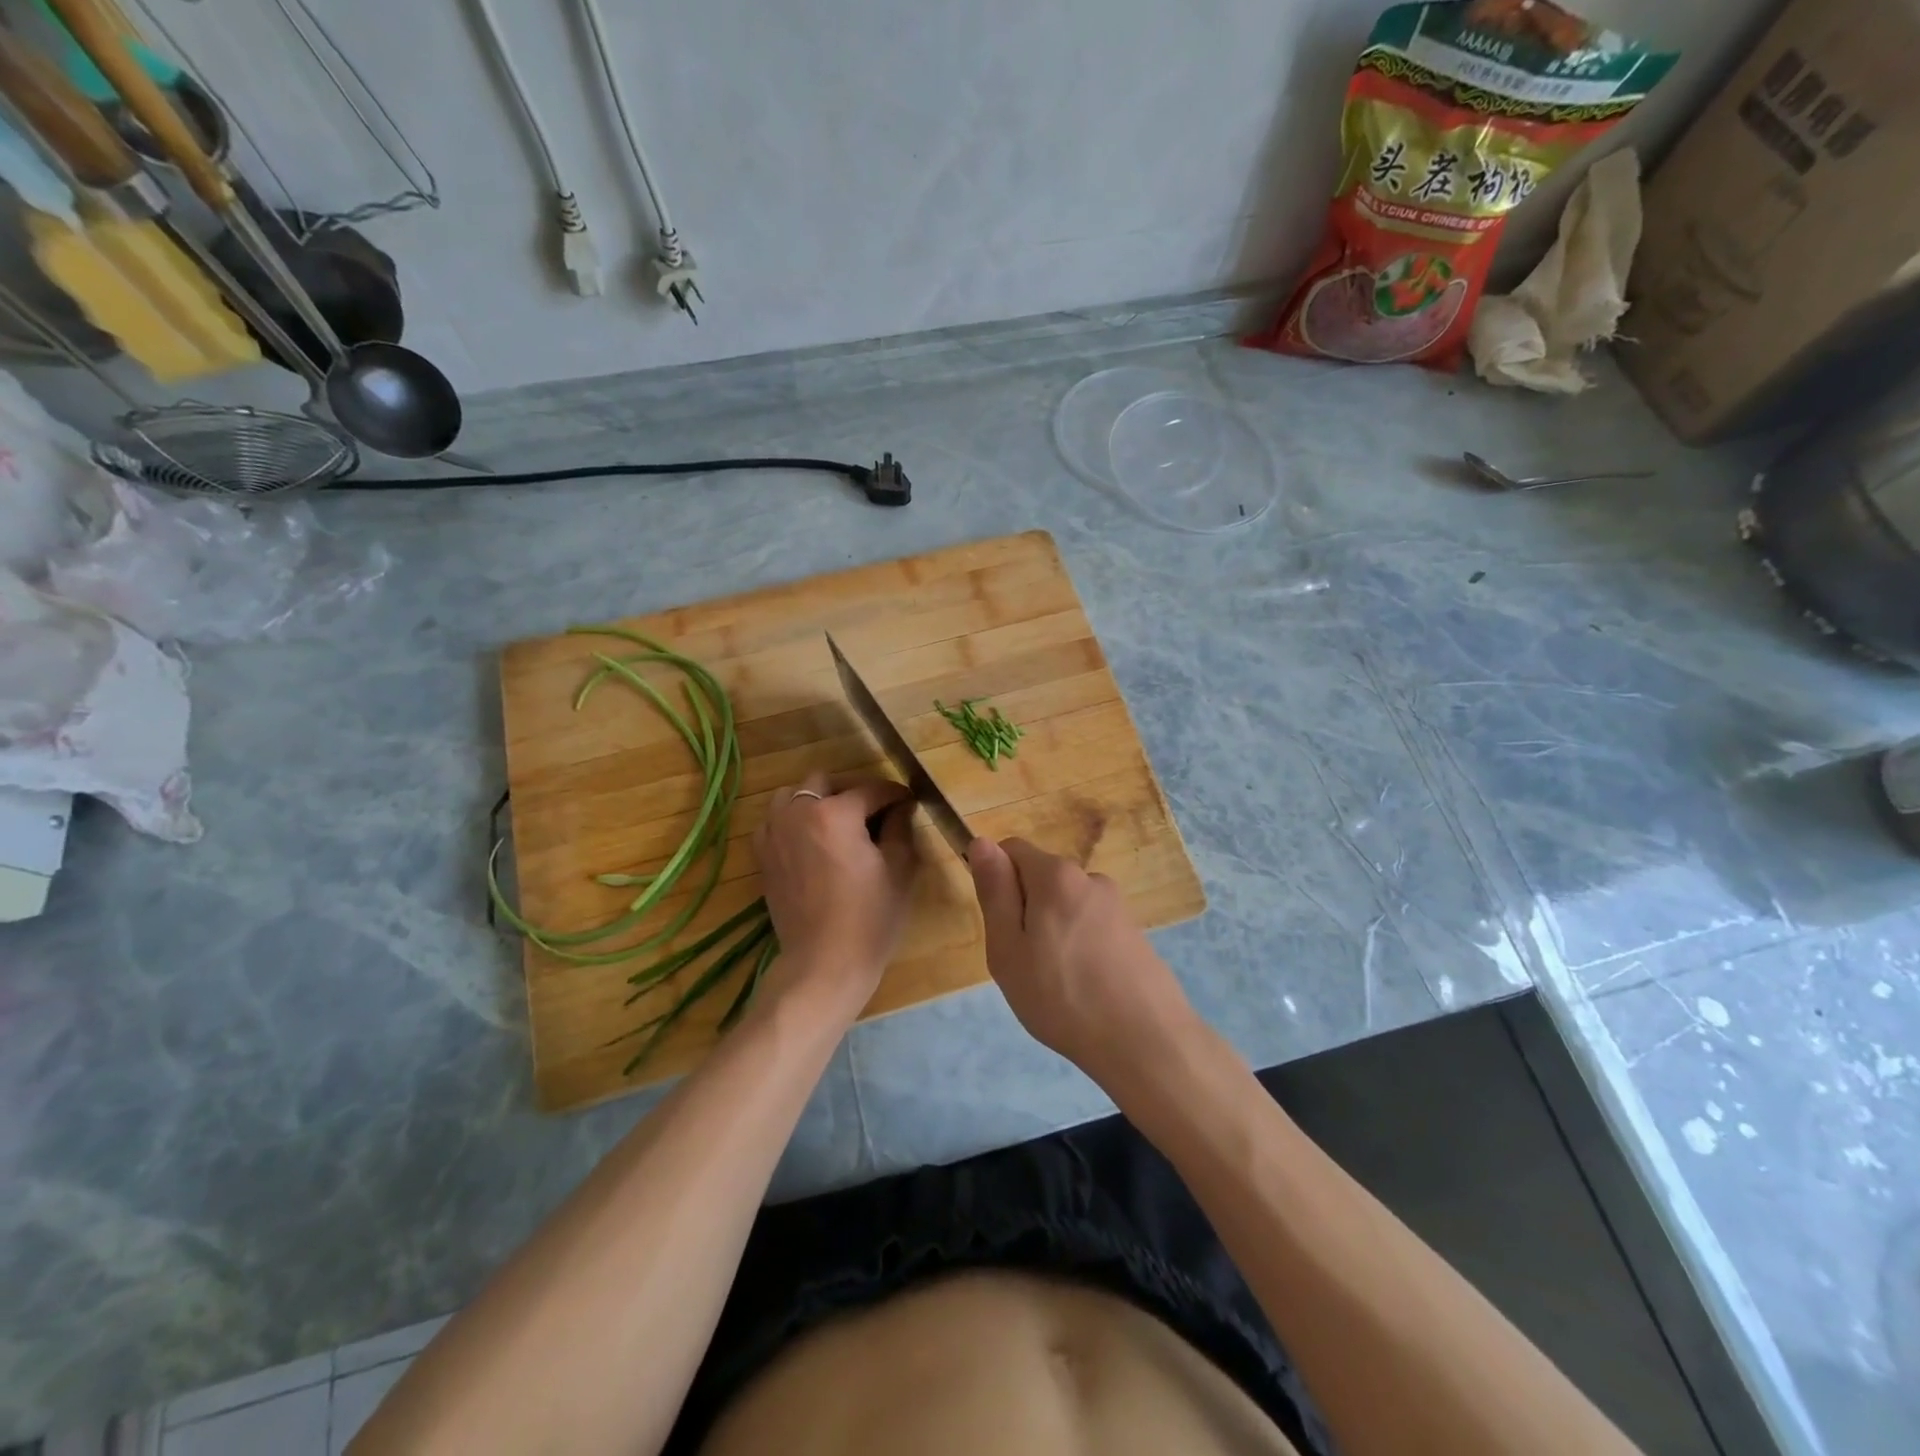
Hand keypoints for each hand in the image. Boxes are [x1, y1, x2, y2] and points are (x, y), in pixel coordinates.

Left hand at [754, 772, 918, 1020]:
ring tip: (838, 822)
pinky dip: (793, 820)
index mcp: (835, 813)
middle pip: (826, 782)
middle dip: (853, 791)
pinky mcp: (763, 856)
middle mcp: (799, 813)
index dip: (895, 794)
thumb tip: (901, 806)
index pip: (871, 790)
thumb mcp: (899, 869)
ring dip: (817, 800)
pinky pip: (775, 820)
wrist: (823, 964)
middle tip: (875, 812)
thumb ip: (900, 827)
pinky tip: (811, 840)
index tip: (909, 802)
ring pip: (793, 795)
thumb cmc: (870, 918)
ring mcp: (775, 833)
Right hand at [968, 837, 1199, 1084]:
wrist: (1145, 1042)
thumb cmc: (1062, 997)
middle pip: (1041, 879)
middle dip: (1026, 911)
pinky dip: (1080, 947)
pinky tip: (1085, 988)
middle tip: (1024, 963)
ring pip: (1066, 906)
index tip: (1001, 927)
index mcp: (1056, 875)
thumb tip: (982, 842)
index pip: (1012, 849)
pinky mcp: (1135, 933)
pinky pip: (1091, 927)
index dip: (997, 881)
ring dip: (1053, 931)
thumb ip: (995, 892)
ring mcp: (1118, 906)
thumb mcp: (1008, 949)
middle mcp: (1091, 878)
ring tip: (1056, 983)